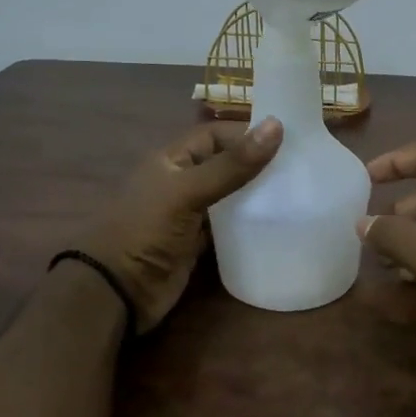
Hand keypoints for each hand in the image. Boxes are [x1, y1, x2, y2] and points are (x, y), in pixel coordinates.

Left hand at [77, 118, 282, 329]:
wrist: (117, 291)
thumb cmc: (146, 230)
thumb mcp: (188, 192)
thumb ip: (231, 165)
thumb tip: (277, 125)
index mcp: (172, 160)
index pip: (214, 135)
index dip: (245, 134)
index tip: (287, 141)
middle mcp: (181, 182)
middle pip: (224, 164)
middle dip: (255, 164)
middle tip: (299, 168)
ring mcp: (188, 215)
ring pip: (228, 196)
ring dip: (254, 195)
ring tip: (295, 193)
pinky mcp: (196, 244)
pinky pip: (227, 227)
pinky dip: (246, 224)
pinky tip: (273, 224)